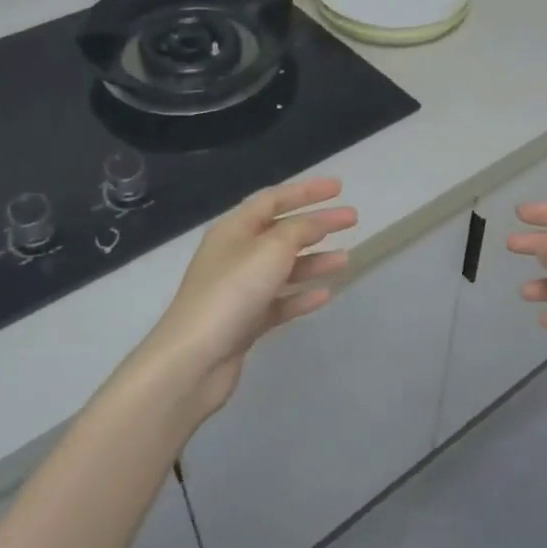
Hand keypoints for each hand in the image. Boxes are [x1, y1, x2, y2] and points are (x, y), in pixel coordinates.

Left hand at [138, 178, 356, 420]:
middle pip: (282, 231)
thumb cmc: (232, 292)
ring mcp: (239, 290)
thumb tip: (316, 221)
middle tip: (352, 220)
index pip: (273, 199)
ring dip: (314, 260)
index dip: (306, 190)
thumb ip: (299, 230)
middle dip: (317, 224)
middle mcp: (235, 254)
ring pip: (283, 267)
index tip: (339, 188)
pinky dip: (302, 295)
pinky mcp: (245, 321)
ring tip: (346, 258)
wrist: (194, 359)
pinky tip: (325, 294)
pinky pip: (280, 301)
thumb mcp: (271, 250)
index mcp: (234, 229)